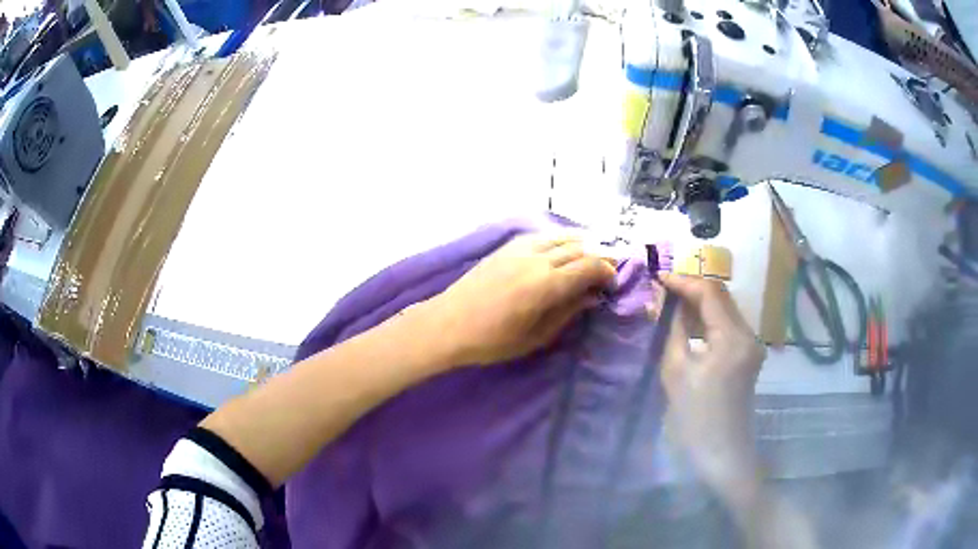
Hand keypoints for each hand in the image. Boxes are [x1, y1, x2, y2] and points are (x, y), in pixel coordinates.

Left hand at [427, 233, 615, 365]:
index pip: (590, 266)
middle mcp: (538, 259)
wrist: (448, 324)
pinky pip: (541, 236)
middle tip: (605, 269)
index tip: (612, 282)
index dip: (606, 271)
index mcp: (547, 285)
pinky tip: (560, 249)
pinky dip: (558, 240)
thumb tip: (590, 297)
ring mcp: (520, 249)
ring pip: (560, 237)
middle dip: (598, 256)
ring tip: (588, 256)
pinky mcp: (506, 247)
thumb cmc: (493, 340)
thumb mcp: (536, 337)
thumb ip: (567, 313)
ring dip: (580, 244)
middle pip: (579, 248)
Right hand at [657, 273, 764, 498]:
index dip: (683, 281)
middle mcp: (748, 334)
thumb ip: (673, 330)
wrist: (722, 455)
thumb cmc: (695, 419)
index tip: (658, 279)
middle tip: (662, 291)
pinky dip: (707, 320)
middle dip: (692, 288)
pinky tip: (688, 326)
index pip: (710, 292)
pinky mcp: (748, 356)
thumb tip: (666, 302)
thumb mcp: (676, 372)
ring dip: (699, 304)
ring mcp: (752, 345)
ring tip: (670, 305)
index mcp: (732, 338)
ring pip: (725, 309)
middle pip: (721, 296)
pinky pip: (727, 326)